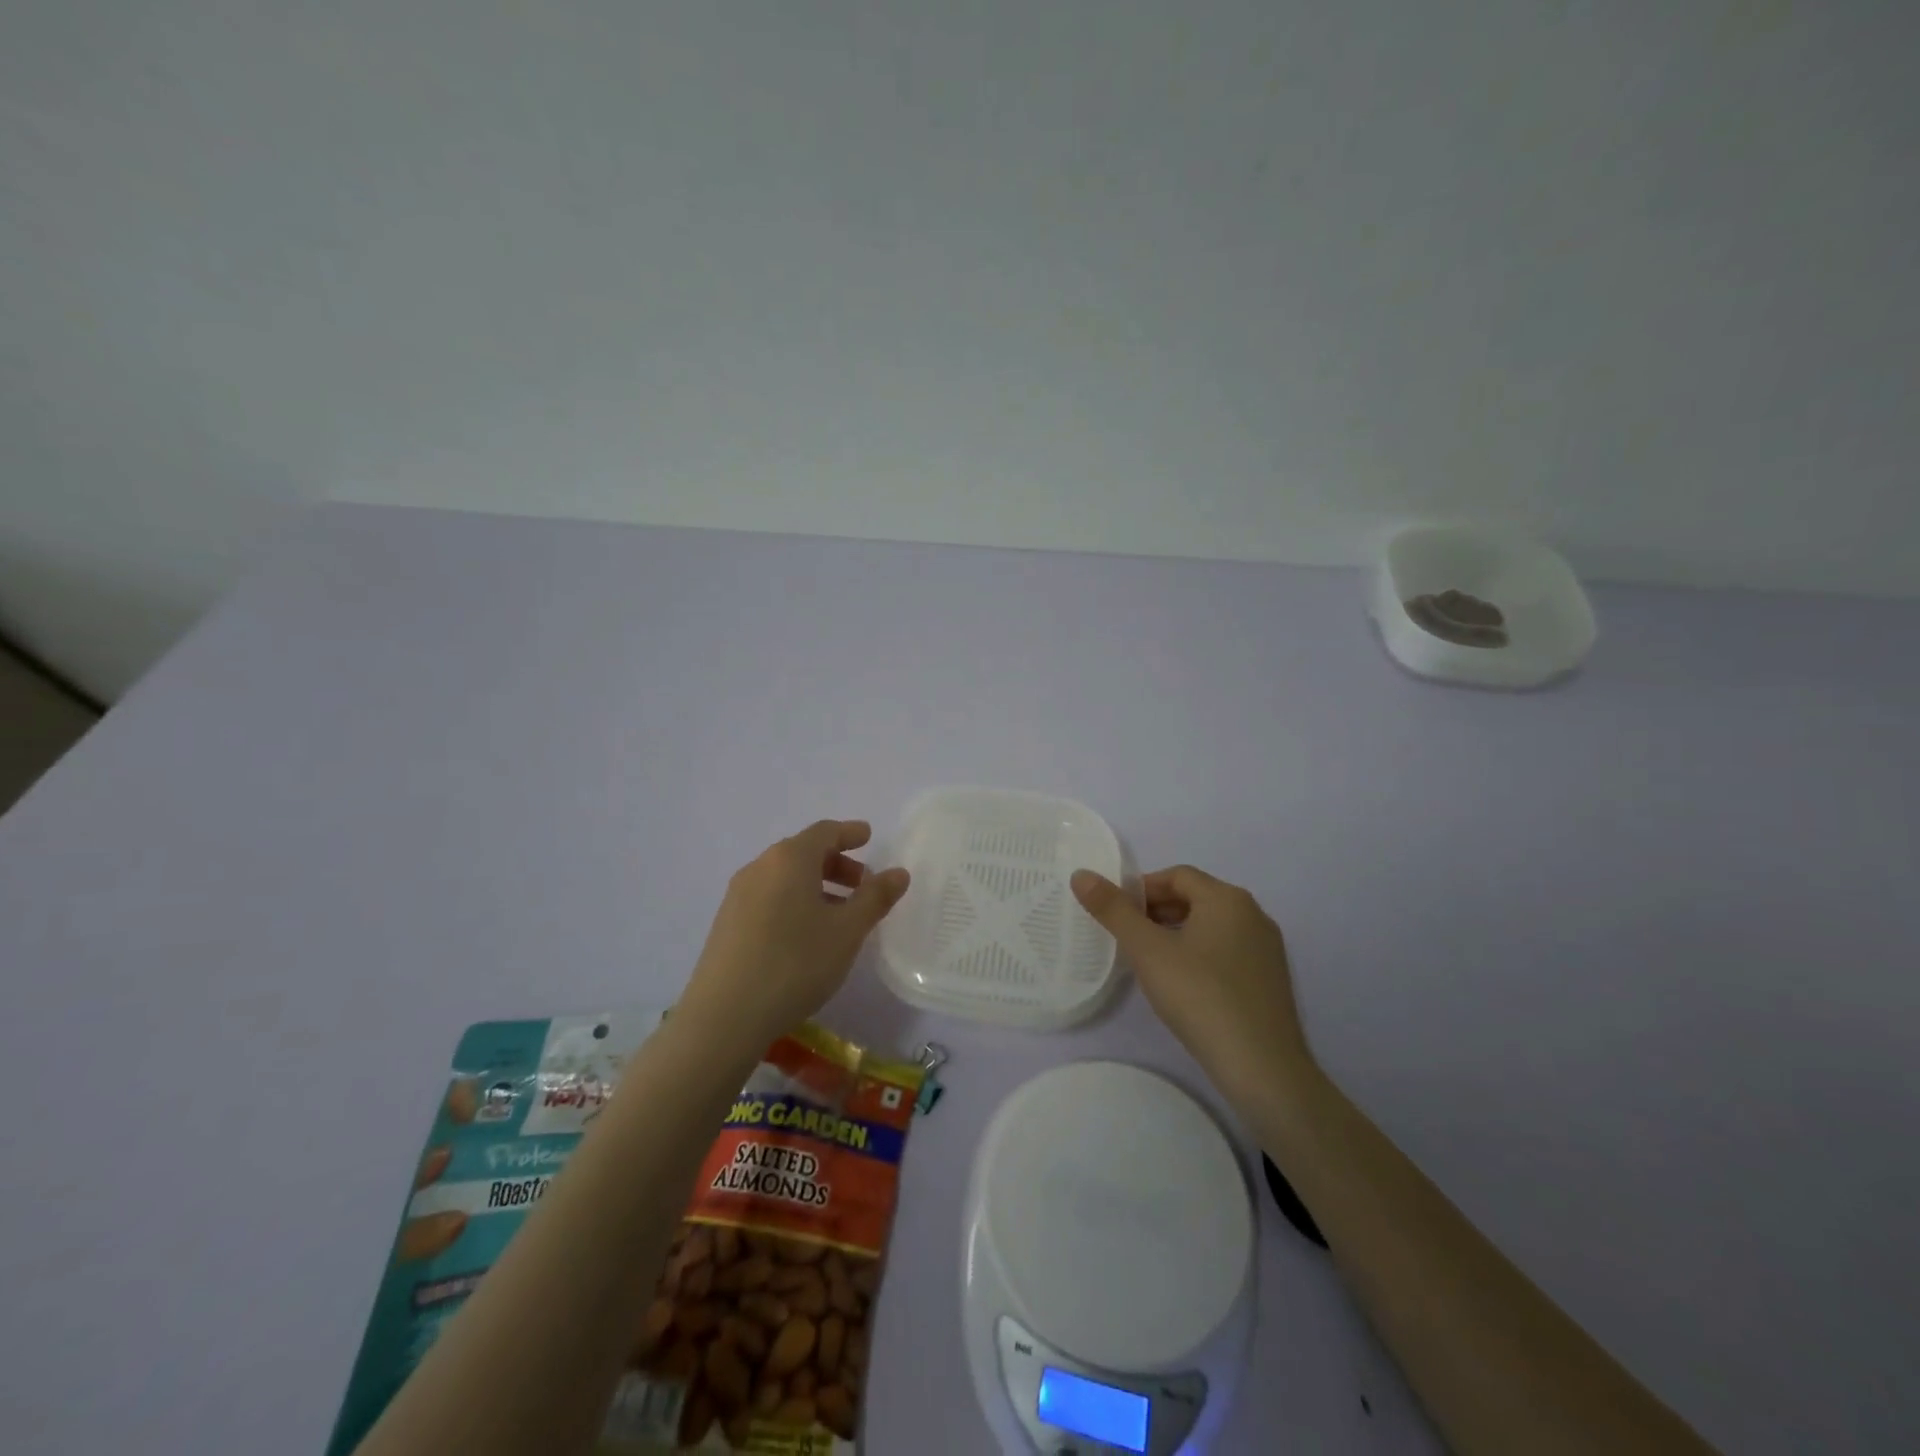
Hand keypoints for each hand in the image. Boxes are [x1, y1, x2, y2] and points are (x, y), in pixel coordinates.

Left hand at [678, 820, 909, 1056]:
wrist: (724, 1016)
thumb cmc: (795, 963)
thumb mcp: (847, 931)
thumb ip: (875, 898)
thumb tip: (898, 873)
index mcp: (790, 859)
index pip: (824, 832)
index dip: (849, 833)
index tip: (868, 836)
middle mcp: (760, 867)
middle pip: (803, 852)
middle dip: (837, 863)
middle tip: (863, 885)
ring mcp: (738, 895)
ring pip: (785, 877)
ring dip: (816, 886)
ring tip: (839, 916)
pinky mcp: (727, 923)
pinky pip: (769, 898)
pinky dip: (795, 902)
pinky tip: (806, 936)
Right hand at [1072, 865, 1314, 1108]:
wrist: (1262, 1068)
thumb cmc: (1200, 996)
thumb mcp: (1147, 951)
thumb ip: (1113, 910)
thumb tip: (1081, 875)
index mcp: (1227, 898)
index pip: (1177, 876)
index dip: (1142, 889)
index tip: (1116, 914)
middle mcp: (1253, 915)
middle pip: (1195, 898)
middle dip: (1157, 912)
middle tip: (1127, 938)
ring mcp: (1267, 949)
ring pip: (1211, 927)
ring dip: (1176, 934)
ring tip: (1149, 962)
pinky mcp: (1271, 980)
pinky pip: (1227, 952)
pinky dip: (1199, 956)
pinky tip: (1183, 986)